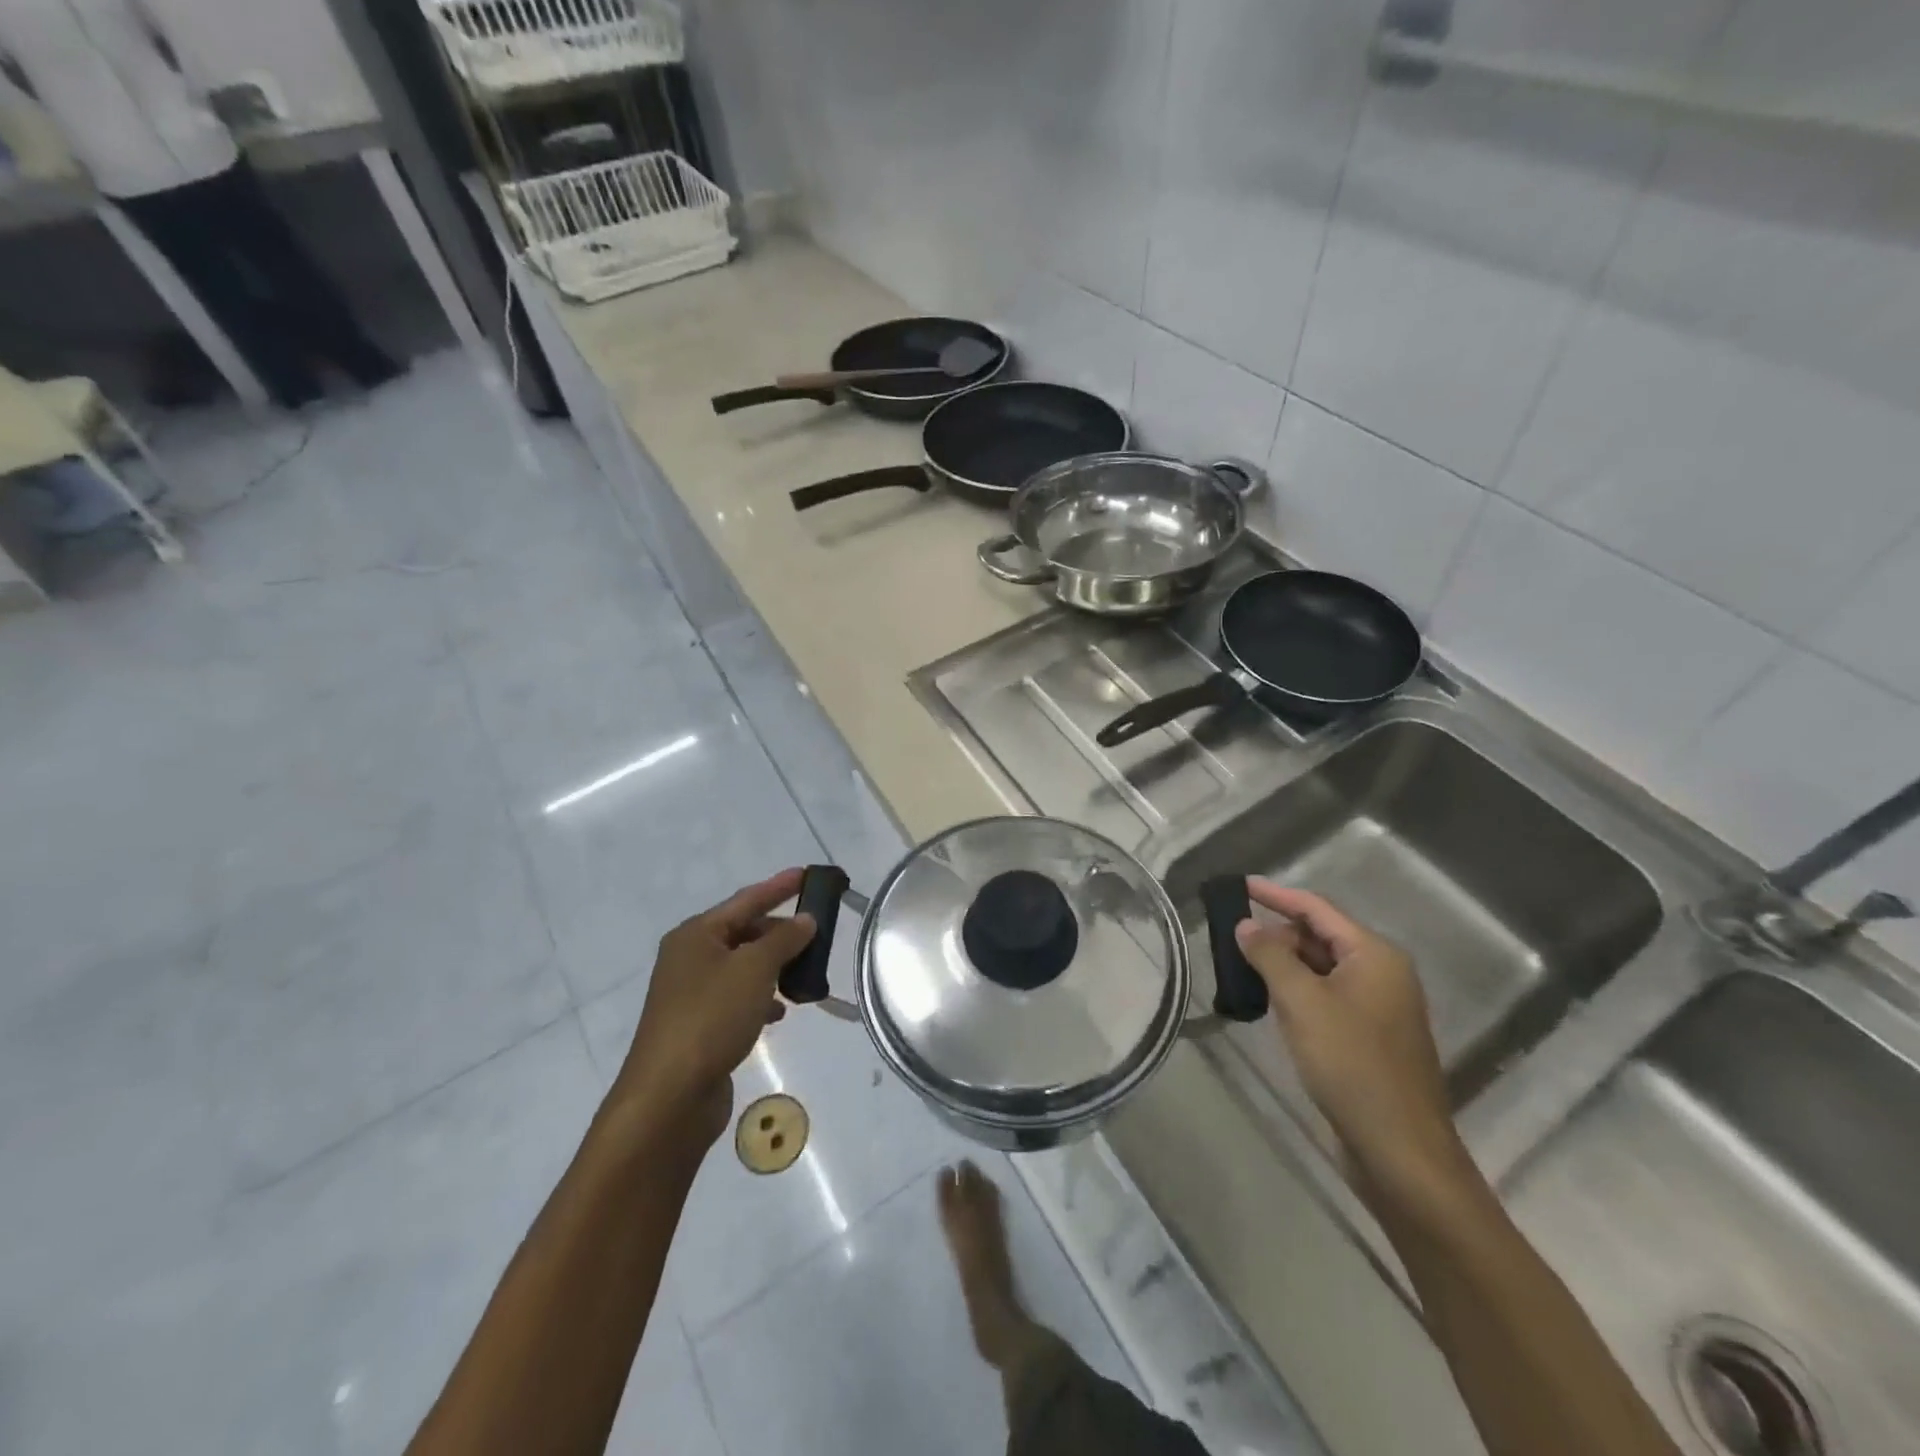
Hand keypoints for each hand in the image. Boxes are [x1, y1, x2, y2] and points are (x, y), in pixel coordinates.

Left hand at [613, 868, 815, 1144]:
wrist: (668, 1097)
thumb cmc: (711, 1018)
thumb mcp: (755, 969)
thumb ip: (784, 939)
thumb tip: (805, 919)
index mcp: (696, 935)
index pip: (746, 900)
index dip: (779, 886)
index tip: (807, 874)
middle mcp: (689, 958)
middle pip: (744, 933)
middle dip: (780, 933)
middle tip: (818, 934)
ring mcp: (691, 994)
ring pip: (743, 968)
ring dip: (774, 967)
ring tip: (806, 974)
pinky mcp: (699, 1026)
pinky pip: (738, 998)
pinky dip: (761, 998)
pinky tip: (780, 1012)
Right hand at [1234, 880, 1471, 1204]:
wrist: (1400, 1150)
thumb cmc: (1351, 1064)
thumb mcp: (1301, 1002)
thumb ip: (1270, 956)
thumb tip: (1246, 926)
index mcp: (1375, 955)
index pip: (1317, 908)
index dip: (1276, 895)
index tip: (1239, 885)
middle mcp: (1383, 973)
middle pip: (1321, 936)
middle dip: (1278, 932)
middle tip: (1233, 936)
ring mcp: (1379, 1006)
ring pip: (1323, 968)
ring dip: (1285, 963)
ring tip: (1242, 965)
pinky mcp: (1371, 1036)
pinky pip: (1328, 996)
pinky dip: (1298, 990)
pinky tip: (1270, 1001)